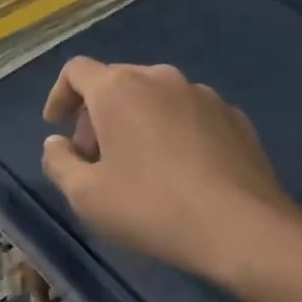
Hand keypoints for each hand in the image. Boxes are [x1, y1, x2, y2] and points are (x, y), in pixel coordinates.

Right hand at [41, 59, 301, 292]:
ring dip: (135, 121)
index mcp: (118, 88)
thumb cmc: (153, 207)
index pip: (76, 71)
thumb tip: (56, 143)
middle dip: (96, 114)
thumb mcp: (86, 196)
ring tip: (138, 165)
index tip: (57, 127)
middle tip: (94, 157)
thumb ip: (58, 162)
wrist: (245, 229)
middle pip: (115, 82)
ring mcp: (202, 94)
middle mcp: (159, 78)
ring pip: (154, 97)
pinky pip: (188, 114)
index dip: (59, 95)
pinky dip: (172, 131)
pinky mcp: (234, 117)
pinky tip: (180, 171)